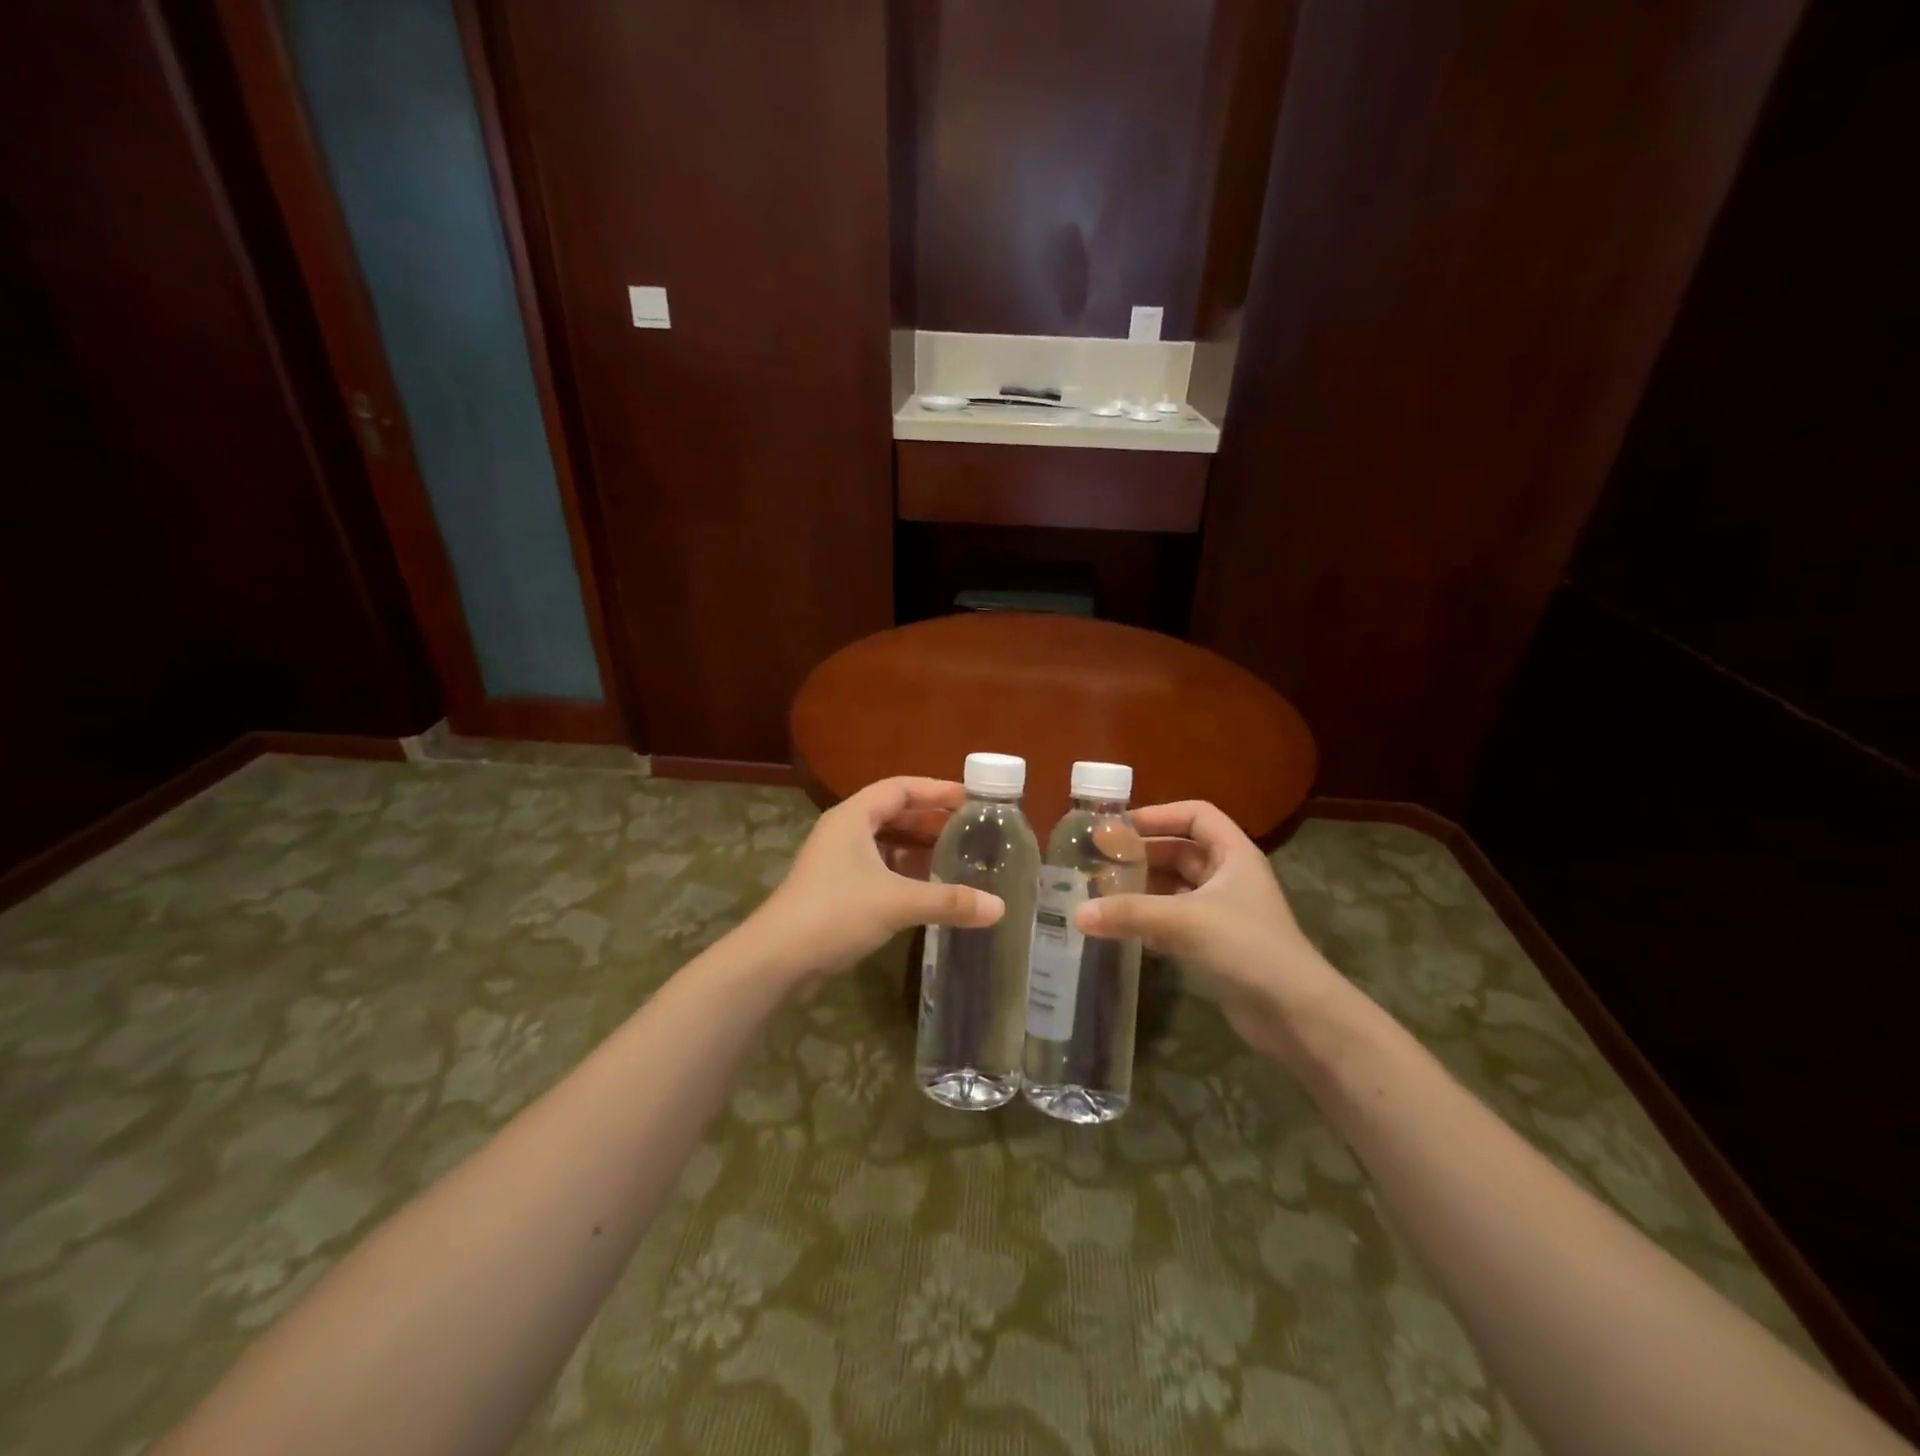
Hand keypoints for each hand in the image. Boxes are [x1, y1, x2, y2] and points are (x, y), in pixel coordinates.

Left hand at [746, 778, 1003, 981]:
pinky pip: (877, 867)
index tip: (971, 798)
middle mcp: (843, 830)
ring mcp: (836, 860)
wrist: (777, 958)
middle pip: (893, 812)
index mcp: (853, 816)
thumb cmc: (835, 913)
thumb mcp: (897, 902)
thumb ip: (949, 901)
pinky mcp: (834, 887)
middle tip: (968, 828)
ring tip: (954, 856)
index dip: (936, 789)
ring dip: (917, 847)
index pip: (900, 788)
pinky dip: (903, 871)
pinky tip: (926, 888)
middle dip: (930, 819)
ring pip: (884, 842)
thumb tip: (999, 907)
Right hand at [1075, 801, 1351, 1063]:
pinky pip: (1175, 919)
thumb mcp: (1185, 921)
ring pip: (1175, 887)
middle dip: (1142, 854)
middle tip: (1099, 861)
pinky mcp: (1216, 943)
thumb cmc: (1246, 947)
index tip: (1119, 827)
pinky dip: (1150, 919)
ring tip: (1101, 892)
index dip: (1159, 814)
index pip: (1196, 815)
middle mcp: (1229, 876)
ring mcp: (1223, 911)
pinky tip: (1121, 927)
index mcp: (1233, 854)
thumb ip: (1130, 913)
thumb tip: (1076, 913)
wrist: (1295, 1014)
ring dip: (1142, 888)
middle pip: (1180, 850)